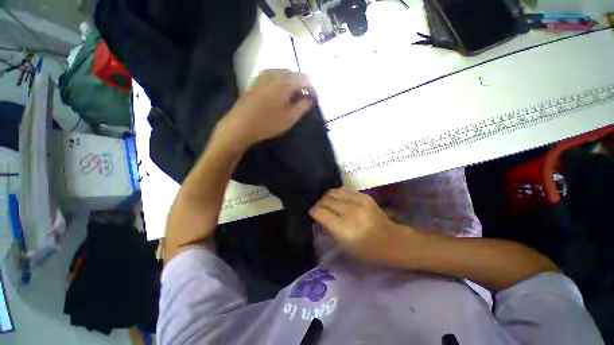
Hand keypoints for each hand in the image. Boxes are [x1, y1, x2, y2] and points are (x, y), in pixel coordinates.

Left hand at [218, 69, 315, 149]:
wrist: (241, 125)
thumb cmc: (268, 123)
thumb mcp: (290, 117)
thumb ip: (304, 105)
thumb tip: (312, 98)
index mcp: (286, 81)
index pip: (306, 80)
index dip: (313, 90)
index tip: (315, 101)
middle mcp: (275, 73)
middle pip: (295, 74)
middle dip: (303, 86)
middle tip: (306, 99)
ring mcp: (264, 75)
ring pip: (285, 74)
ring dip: (293, 84)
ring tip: (295, 97)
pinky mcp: (257, 80)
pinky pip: (275, 76)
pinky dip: (282, 83)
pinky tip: (282, 94)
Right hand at [310, 188, 403, 261]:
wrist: (390, 240)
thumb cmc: (365, 249)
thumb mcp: (343, 244)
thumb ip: (329, 228)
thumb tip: (319, 215)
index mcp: (343, 227)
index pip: (320, 212)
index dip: (314, 211)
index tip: (313, 213)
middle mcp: (350, 211)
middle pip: (326, 200)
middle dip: (319, 203)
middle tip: (319, 207)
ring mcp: (358, 201)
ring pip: (333, 192)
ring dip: (327, 196)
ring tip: (327, 202)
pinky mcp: (364, 196)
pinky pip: (344, 189)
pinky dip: (338, 194)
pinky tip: (338, 199)